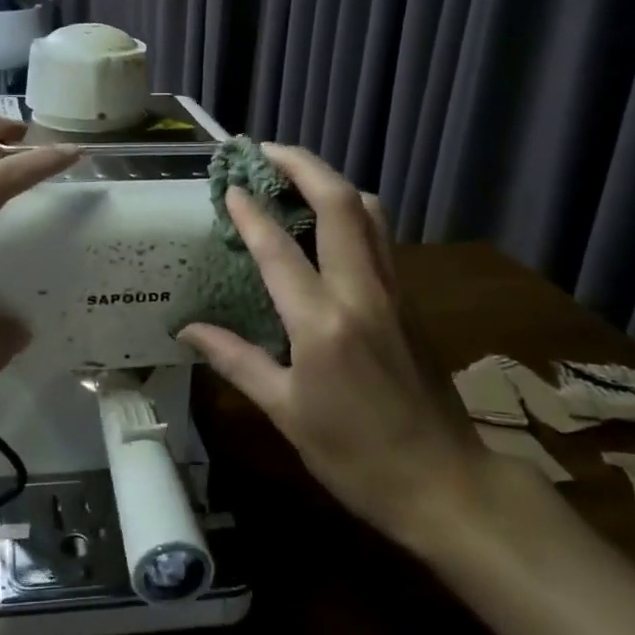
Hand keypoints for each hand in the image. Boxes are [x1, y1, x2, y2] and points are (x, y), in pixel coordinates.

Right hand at [176, 144, 490, 547]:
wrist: (446, 484)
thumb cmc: (355, 456)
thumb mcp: (285, 413)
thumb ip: (235, 360)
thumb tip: (188, 330)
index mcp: (323, 324)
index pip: (279, 249)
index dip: (251, 211)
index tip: (229, 185)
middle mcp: (362, 293)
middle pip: (340, 204)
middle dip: (303, 165)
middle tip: (266, 150)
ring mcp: (395, 292)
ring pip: (370, 213)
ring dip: (332, 183)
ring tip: (295, 176)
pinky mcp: (411, 301)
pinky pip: (380, 237)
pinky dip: (351, 212)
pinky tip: (327, 225)